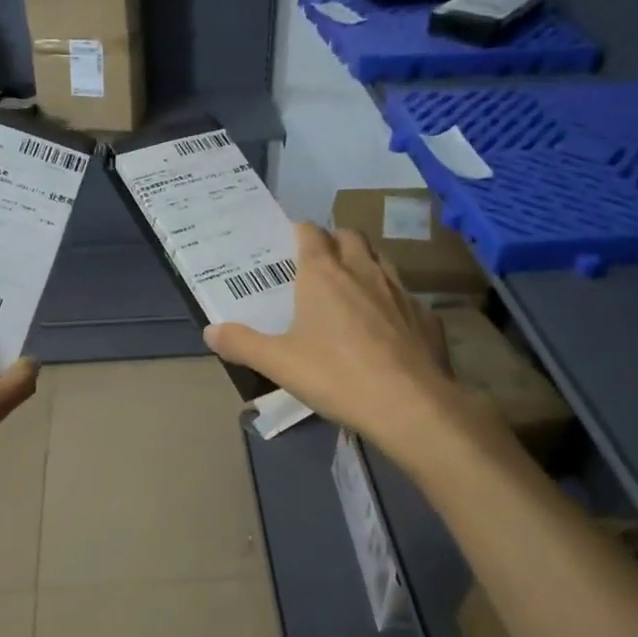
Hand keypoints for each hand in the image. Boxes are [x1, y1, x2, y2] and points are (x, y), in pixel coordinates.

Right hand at [206, 222, 491, 463]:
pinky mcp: (427, 317)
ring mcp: (401, 292)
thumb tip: (210, 331)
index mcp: (324, 276)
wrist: (410, 405)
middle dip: (335, 239)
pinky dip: (393, 303)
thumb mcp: (279, 364)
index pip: (311, 234)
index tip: (290, 239)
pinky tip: (388, 327)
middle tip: (320, 260)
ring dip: (366, 263)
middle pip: (350, 237)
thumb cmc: (336, 376)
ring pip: (382, 260)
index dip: (299, 231)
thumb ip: (242, 344)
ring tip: (353, 286)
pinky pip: (407, 299)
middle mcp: (364, 272)